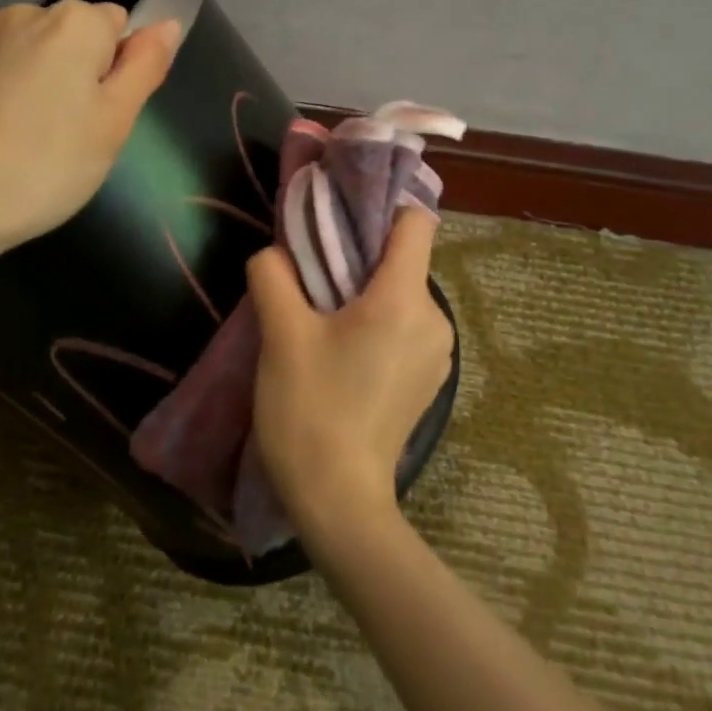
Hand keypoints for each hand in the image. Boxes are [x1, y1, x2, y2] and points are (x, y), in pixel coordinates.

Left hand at [0, 0, 180, 253]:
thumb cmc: (49, 164)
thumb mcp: (115, 120)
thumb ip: (146, 65)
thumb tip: (169, 24)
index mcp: (73, 21)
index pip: (122, 25)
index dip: (122, 71)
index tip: (107, 115)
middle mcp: (28, 15)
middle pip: (83, 37)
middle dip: (90, 76)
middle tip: (82, 133)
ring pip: (48, 56)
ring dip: (57, 87)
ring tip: (46, 141)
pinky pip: (16, 72)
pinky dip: (24, 97)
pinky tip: (14, 139)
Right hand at [247, 206, 453, 531]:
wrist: (339, 500)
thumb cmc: (310, 409)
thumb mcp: (280, 335)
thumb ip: (273, 275)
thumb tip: (275, 253)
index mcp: (404, 299)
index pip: (416, 222)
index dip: (380, 210)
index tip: (338, 223)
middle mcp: (435, 319)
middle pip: (403, 260)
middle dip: (359, 258)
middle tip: (312, 279)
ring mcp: (438, 354)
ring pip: (402, 295)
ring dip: (365, 295)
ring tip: (323, 322)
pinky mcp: (429, 380)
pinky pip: (406, 328)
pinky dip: (378, 325)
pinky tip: (343, 356)